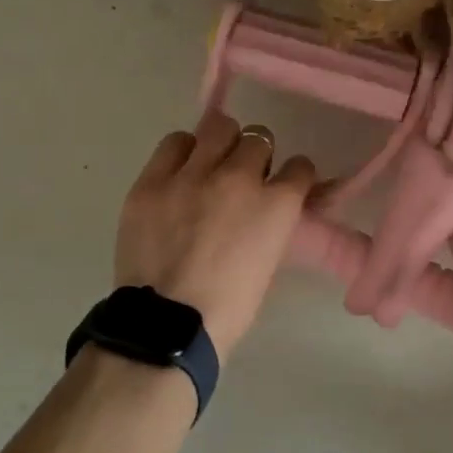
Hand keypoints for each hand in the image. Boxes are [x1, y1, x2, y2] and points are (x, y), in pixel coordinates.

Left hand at [115, 111, 316, 356]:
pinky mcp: (152, 180)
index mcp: (276, 205)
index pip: (300, 167)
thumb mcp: (268, 261)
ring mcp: (192, 175)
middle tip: (242, 177)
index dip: (293, 176)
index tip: (283, 186)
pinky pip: (174, 143)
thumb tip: (268, 208)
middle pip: (258, 138)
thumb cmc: (229, 307)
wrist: (169, 325)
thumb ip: (272, 224)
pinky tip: (179, 173)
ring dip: (220, 144)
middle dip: (256, 155)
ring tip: (209, 165)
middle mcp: (238, 177)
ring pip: (217, 127)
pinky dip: (183, 153)